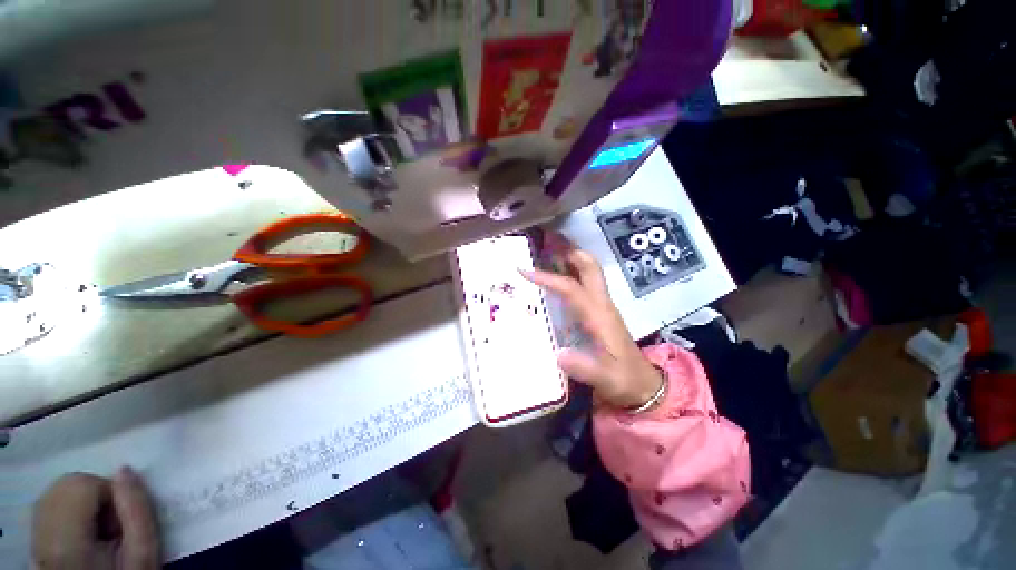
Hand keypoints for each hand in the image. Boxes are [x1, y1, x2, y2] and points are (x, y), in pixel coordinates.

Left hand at [33, 467, 159, 569]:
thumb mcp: (144, 554)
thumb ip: (137, 510)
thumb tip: (125, 471)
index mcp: (66, 543)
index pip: (82, 484)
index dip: (108, 493)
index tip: (120, 522)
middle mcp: (41, 535)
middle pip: (65, 485)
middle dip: (95, 496)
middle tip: (110, 527)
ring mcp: (34, 537)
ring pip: (56, 492)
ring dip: (83, 503)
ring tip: (97, 532)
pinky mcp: (35, 537)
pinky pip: (50, 505)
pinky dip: (70, 511)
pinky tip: (81, 535)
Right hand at [522, 234, 662, 408]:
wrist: (643, 385)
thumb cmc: (624, 380)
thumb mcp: (606, 379)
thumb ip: (585, 368)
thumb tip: (558, 354)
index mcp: (600, 316)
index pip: (572, 288)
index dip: (548, 278)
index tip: (524, 270)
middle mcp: (601, 304)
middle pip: (588, 267)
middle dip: (568, 250)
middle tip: (545, 240)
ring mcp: (601, 305)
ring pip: (587, 271)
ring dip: (569, 256)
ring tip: (547, 248)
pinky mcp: (598, 311)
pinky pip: (584, 283)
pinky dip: (570, 271)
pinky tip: (555, 274)